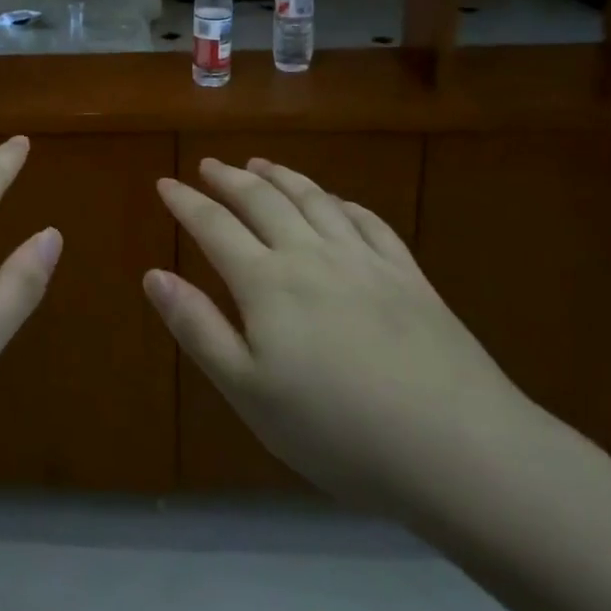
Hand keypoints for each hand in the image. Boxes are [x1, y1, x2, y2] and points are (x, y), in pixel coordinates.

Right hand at [145, 158, 543, 520]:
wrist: (457, 447)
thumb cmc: (337, 430)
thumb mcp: (249, 391)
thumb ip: (198, 328)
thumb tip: (154, 275)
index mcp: (267, 282)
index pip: (214, 226)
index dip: (186, 202)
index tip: (165, 182)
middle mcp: (311, 254)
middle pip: (263, 201)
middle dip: (230, 179)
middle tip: (209, 164)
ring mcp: (364, 260)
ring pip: (313, 200)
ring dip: (282, 176)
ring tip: (261, 163)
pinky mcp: (407, 274)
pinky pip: (367, 221)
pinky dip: (341, 202)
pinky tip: (335, 201)